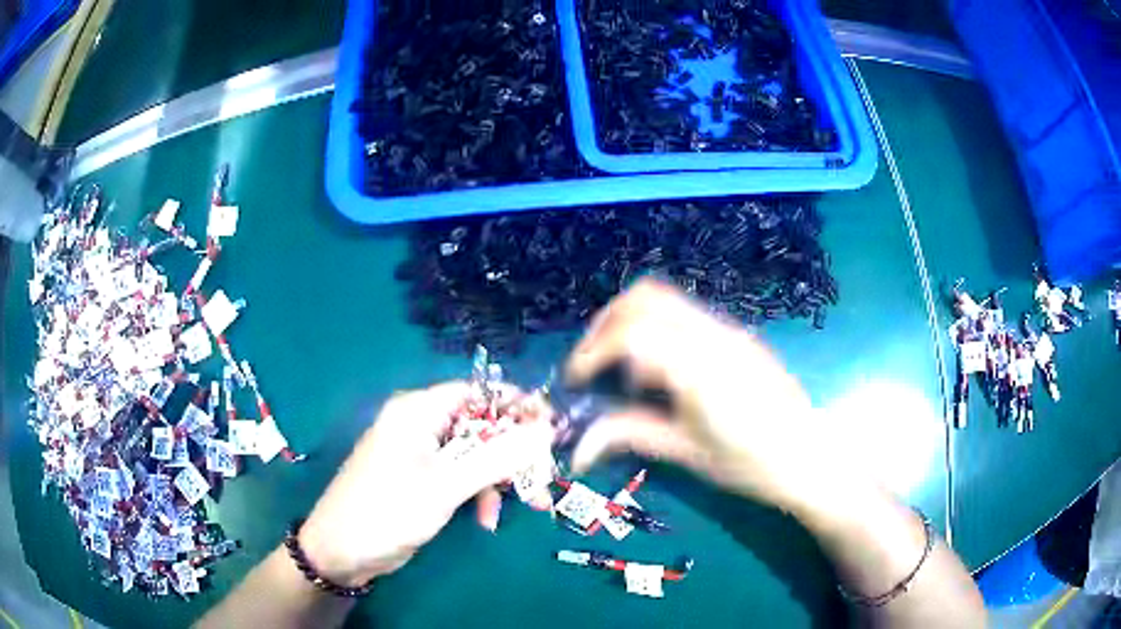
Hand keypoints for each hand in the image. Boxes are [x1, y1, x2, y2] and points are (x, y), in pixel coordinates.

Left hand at [298, 381, 554, 586]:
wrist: (342, 552)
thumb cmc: (388, 510)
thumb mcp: (446, 485)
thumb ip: (498, 457)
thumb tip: (547, 429)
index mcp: (418, 410)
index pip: (478, 392)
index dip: (517, 406)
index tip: (553, 429)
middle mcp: (421, 424)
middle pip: (481, 425)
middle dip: (513, 453)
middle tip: (542, 478)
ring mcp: (422, 453)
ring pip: (476, 454)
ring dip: (499, 479)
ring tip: (522, 507)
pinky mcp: (423, 478)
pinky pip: (463, 475)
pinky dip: (479, 493)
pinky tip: (485, 519)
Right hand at [565, 279, 849, 513]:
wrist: (809, 455)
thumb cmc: (752, 464)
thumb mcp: (688, 453)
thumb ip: (630, 436)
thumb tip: (576, 448)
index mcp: (702, 370)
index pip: (633, 334)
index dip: (592, 351)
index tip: (575, 380)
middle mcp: (715, 336)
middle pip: (646, 298)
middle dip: (605, 324)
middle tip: (589, 363)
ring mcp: (729, 329)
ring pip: (665, 297)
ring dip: (629, 318)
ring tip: (616, 361)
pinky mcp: (735, 333)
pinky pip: (683, 312)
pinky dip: (654, 325)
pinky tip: (655, 366)